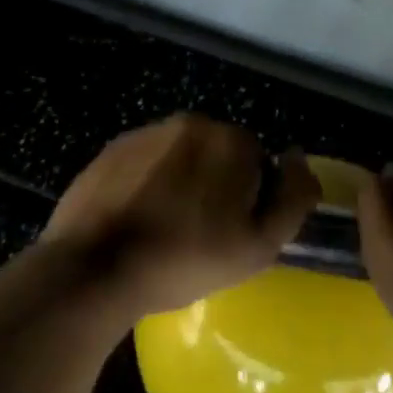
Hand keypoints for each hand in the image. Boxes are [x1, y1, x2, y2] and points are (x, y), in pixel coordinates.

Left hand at [44, 114, 319, 317]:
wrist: (94, 270)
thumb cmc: (185, 259)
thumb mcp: (260, 245)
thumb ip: (294, 198)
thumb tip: (298, 159)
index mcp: (231, 140)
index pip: (259, 164)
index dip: (252, 201)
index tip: (232, 234)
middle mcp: (190, 122)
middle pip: (219, 156)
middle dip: (217, 187)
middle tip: (201, 235)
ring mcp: (145, 133)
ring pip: (181, 158)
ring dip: (182, 184)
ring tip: (166, 230)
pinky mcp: (110, 150)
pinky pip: (146, 164)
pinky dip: (149, 185)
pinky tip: (138, 220)